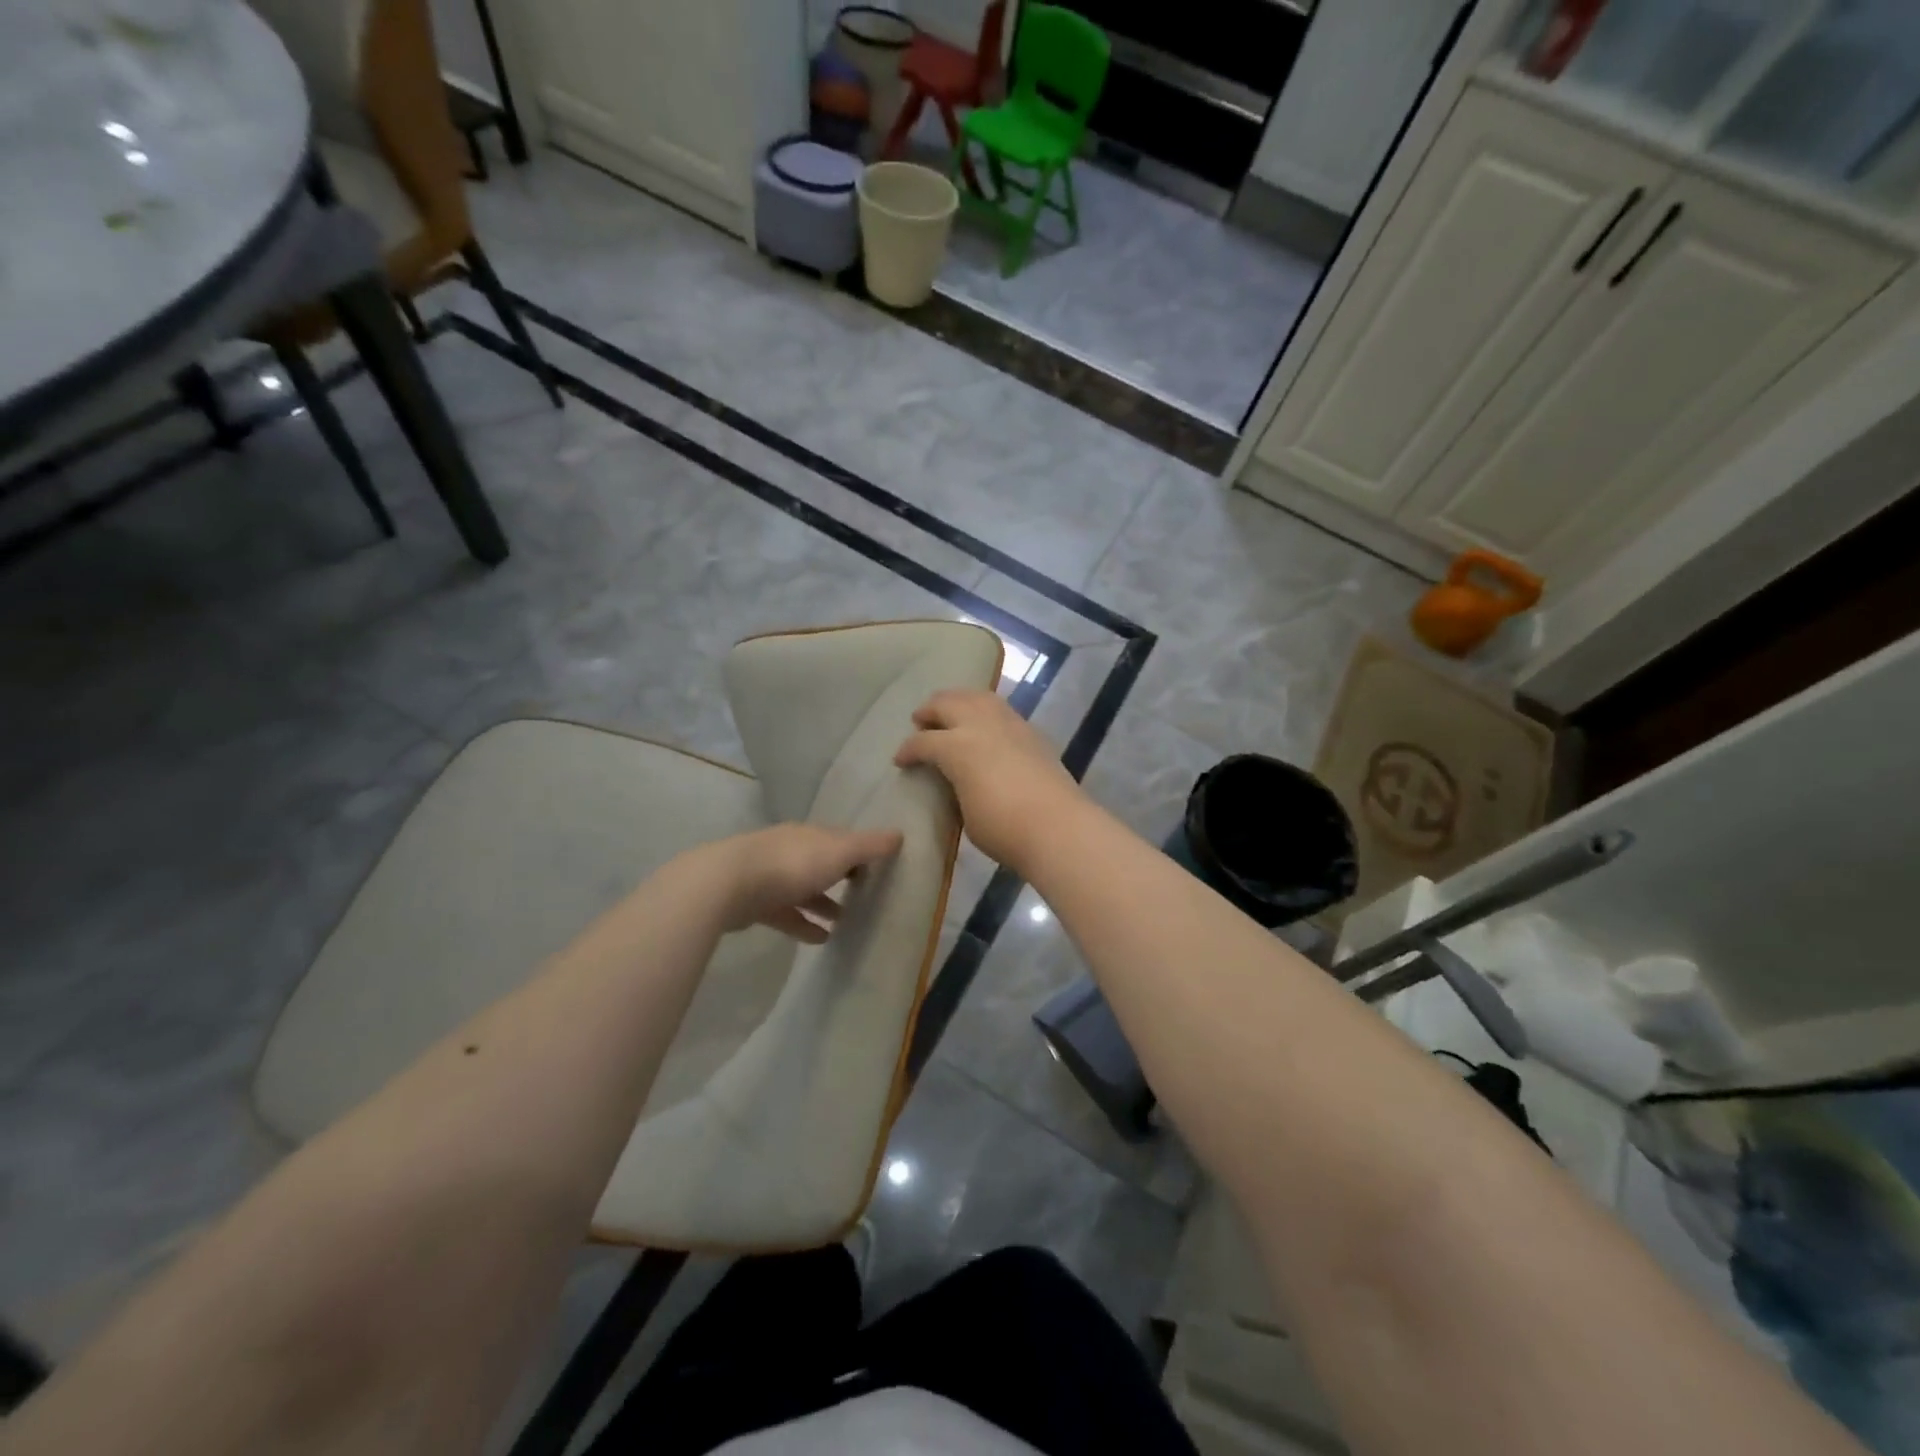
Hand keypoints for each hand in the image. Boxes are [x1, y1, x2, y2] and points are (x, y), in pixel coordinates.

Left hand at [694, 824, 903, 943]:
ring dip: (825, 903)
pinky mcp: (757, 904)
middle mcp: (792, 851)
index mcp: (811, 835)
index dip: (862, 851)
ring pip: (805, 889)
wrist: (728, 884)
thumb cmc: (792, 864)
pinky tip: (822, 940)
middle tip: (868, 894)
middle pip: (823, 862)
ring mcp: (771, 877)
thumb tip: (899, 835)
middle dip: (843, 876)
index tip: (881, 867)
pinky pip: (788, 914)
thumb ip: (869, 846)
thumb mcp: (839, 852)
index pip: (842, 839)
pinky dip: (805, 925)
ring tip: (848, 922)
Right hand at [894, 690, 1086, 869]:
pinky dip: (984, 709)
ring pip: (977, 697)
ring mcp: (1009, 724)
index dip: (907, 750)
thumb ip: (955, 788)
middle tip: (919, 720)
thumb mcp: (964, 813)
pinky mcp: (1031, 732)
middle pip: (948, 704)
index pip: (923, 742)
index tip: (900, 760)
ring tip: (950, 710)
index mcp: (957, 747)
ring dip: (958, 700)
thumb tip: (955, 780)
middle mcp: (980, 725)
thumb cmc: (1003, 829)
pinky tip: (984, 723)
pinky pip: (1001, 708)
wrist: (1058, 827)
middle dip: (929, 711)